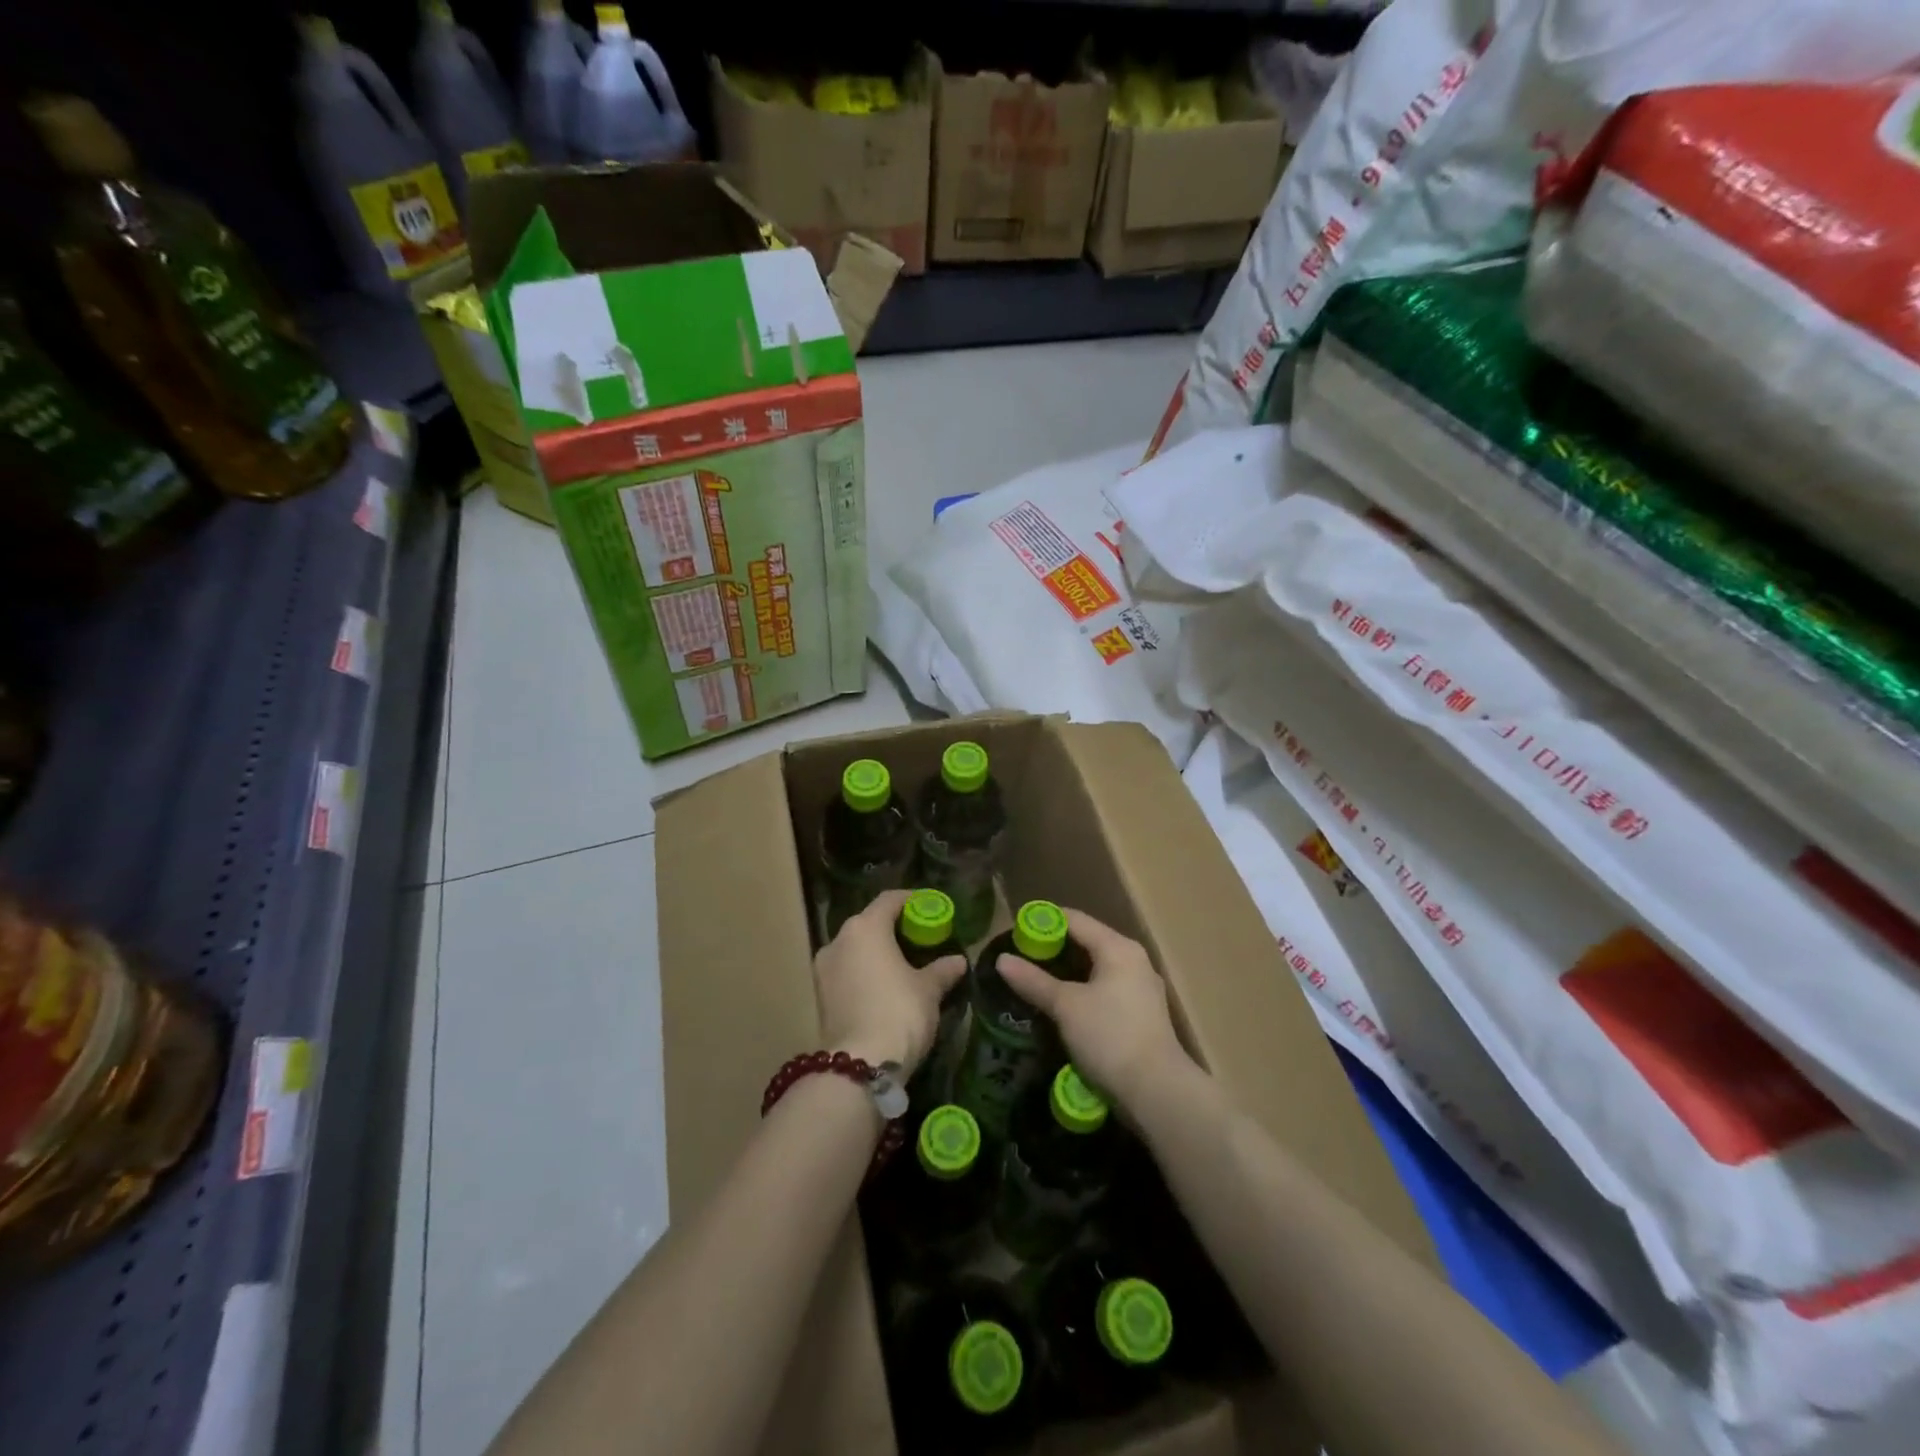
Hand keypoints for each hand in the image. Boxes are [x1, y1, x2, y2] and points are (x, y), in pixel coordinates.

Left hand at [814, 890, 966, 1074]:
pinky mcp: (819, 995)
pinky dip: (864, 972)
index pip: (890, 900)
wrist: (860, 1066)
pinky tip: (883, 987)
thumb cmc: (899, 1012)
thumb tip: (958, 961)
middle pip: (869, 922)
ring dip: (876, 952)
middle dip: (893, 927)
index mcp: (865, 928)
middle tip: (919, 938)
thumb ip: (942, 970)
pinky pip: (846, 971)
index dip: (912, 900)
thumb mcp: (928, 990)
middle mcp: (838, 940)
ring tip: (902, 965)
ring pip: (854, 948)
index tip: (930, 908)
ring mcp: (824, 968)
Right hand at [997, 908, 1190, 1109]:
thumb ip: (1034, 981)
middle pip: (1087, 942)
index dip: (1043, 921)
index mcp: (1118, 948)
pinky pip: (1106, 989)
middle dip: (1054, 948)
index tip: (1015, 931)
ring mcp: (1141, 988)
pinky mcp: (1142, 1014)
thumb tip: (1002, 960)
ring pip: (1097, 968)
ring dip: (1067, 972)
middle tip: (1021, 957)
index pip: (1075, 920)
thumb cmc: (1109, 1036)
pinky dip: (1083, 990)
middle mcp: (1134, 960)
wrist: (1157, 1091)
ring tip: (1036, 980)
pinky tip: (1063, 1006)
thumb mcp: (1066, 1006)